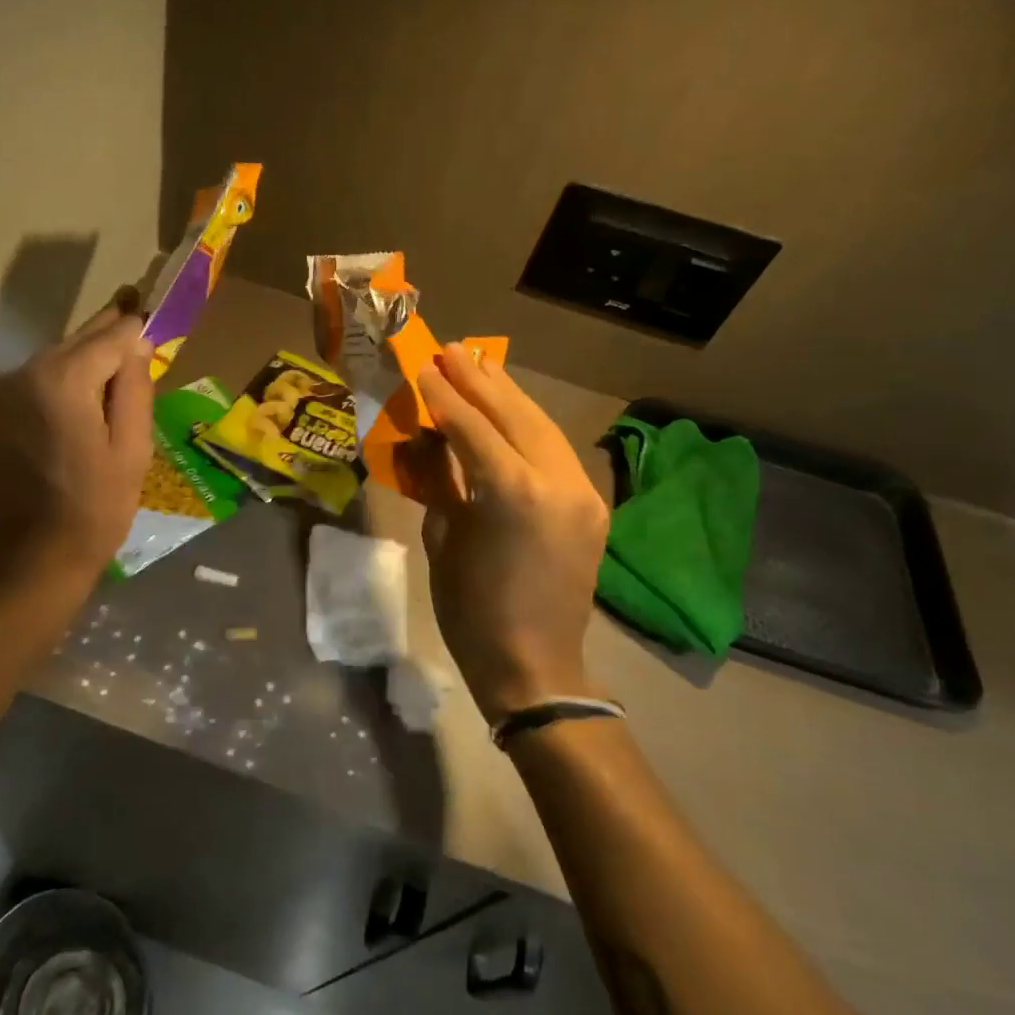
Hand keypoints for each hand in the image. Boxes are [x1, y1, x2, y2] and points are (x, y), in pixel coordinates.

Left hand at [0, 303, 153, 589]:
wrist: (29, 564)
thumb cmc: (95, 509)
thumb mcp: (132, 450)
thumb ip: (134, 387)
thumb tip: (137, 342)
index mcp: (60, 380)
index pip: (109, 334)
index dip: (134, 325)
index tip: (150, 308)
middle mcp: (19, 374)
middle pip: (74, 343)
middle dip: (107, 339)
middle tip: (134, 322)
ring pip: (50, 364)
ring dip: (79, 366)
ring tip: (108, 378)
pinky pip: (28, 386)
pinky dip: (53, 387)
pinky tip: (72, 409)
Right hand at [413, 344, 610, 722]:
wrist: (534, 664)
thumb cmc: (471, 610)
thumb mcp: (443, 539)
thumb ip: (442, 481)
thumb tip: (432, 439)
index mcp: (510, 493)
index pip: (473, 426)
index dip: (444, 394)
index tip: (422, 365)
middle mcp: (555, 481)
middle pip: (515, 414)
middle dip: (480, 380)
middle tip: (451, 350)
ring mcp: (581, 491)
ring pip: (543, 425)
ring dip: (509, 395)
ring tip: (480, 366)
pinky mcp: (591, 505)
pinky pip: (556, 451)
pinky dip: (529, 425)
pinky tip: (510, 411)